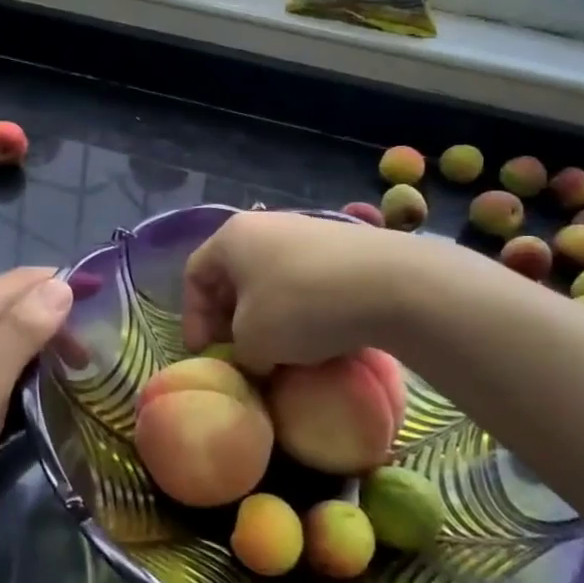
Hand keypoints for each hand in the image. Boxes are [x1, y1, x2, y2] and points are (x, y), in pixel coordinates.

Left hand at [0, 267, 72, 537]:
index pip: (25, 279)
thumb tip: (63, 284)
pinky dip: (6, 359)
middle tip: (84, 360)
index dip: (66, 287)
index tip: (104, 312)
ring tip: (60, 372)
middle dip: (51, 320)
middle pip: (10, 302)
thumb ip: (24, 328)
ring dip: (30, 341)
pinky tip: (17, 384)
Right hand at [182, 211, 413, 371]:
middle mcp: (265, 226)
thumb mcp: (253, 340)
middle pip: (232, 275)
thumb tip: (255, 357)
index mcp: (232, 237)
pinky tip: (314, 337)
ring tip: (278, 351)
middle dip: (229, 318)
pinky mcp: (341, 247)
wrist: (391, 284)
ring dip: (265, 317)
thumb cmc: (301, 306)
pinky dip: (298, 309)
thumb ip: (239, 351)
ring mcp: (306, 232)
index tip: (206, 353)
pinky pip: (303, 280)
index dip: (192, 318)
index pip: (194, 275)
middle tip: (239, 354)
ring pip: (269, 279)